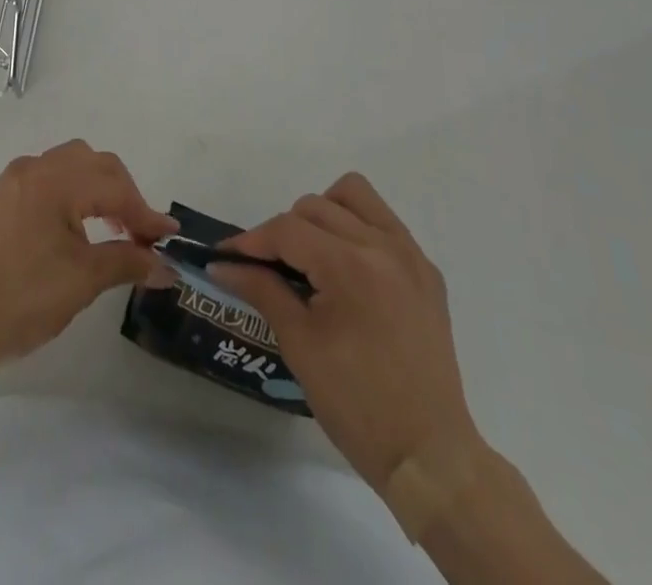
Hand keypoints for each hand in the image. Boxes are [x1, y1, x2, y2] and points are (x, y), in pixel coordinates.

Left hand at [0, 140, 176, 370]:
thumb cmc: (21, 298)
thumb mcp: (82, 280)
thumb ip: (127, 262)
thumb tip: (166, 267)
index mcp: (57, 180)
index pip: (115, 187)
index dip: (145, 214)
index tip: (169, 239)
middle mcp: (35, 168)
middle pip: (94, 164)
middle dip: (123, 194)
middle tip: (140, 233)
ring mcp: (13, 181)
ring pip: (69, 166)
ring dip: (97, 189)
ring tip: (111, 228)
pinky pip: (46, 179)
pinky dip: (71, 194)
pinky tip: (74, 227)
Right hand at [211, 174, 482, 488]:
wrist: (429, 456)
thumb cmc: (356, 405)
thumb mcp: (299, 345)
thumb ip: (262, 290)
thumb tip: (223, 264)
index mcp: (351, 266)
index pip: (288, 229)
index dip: (250, 241)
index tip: (225, 257)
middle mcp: (384, 246)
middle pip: (316, 206)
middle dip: (284, 231)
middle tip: (268, 269)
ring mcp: (411, 255)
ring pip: (355, 195)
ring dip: (324, 214)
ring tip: (313, 257)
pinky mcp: (427, 271)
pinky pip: (384, 223)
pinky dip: (357, 230)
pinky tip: (347, 272)